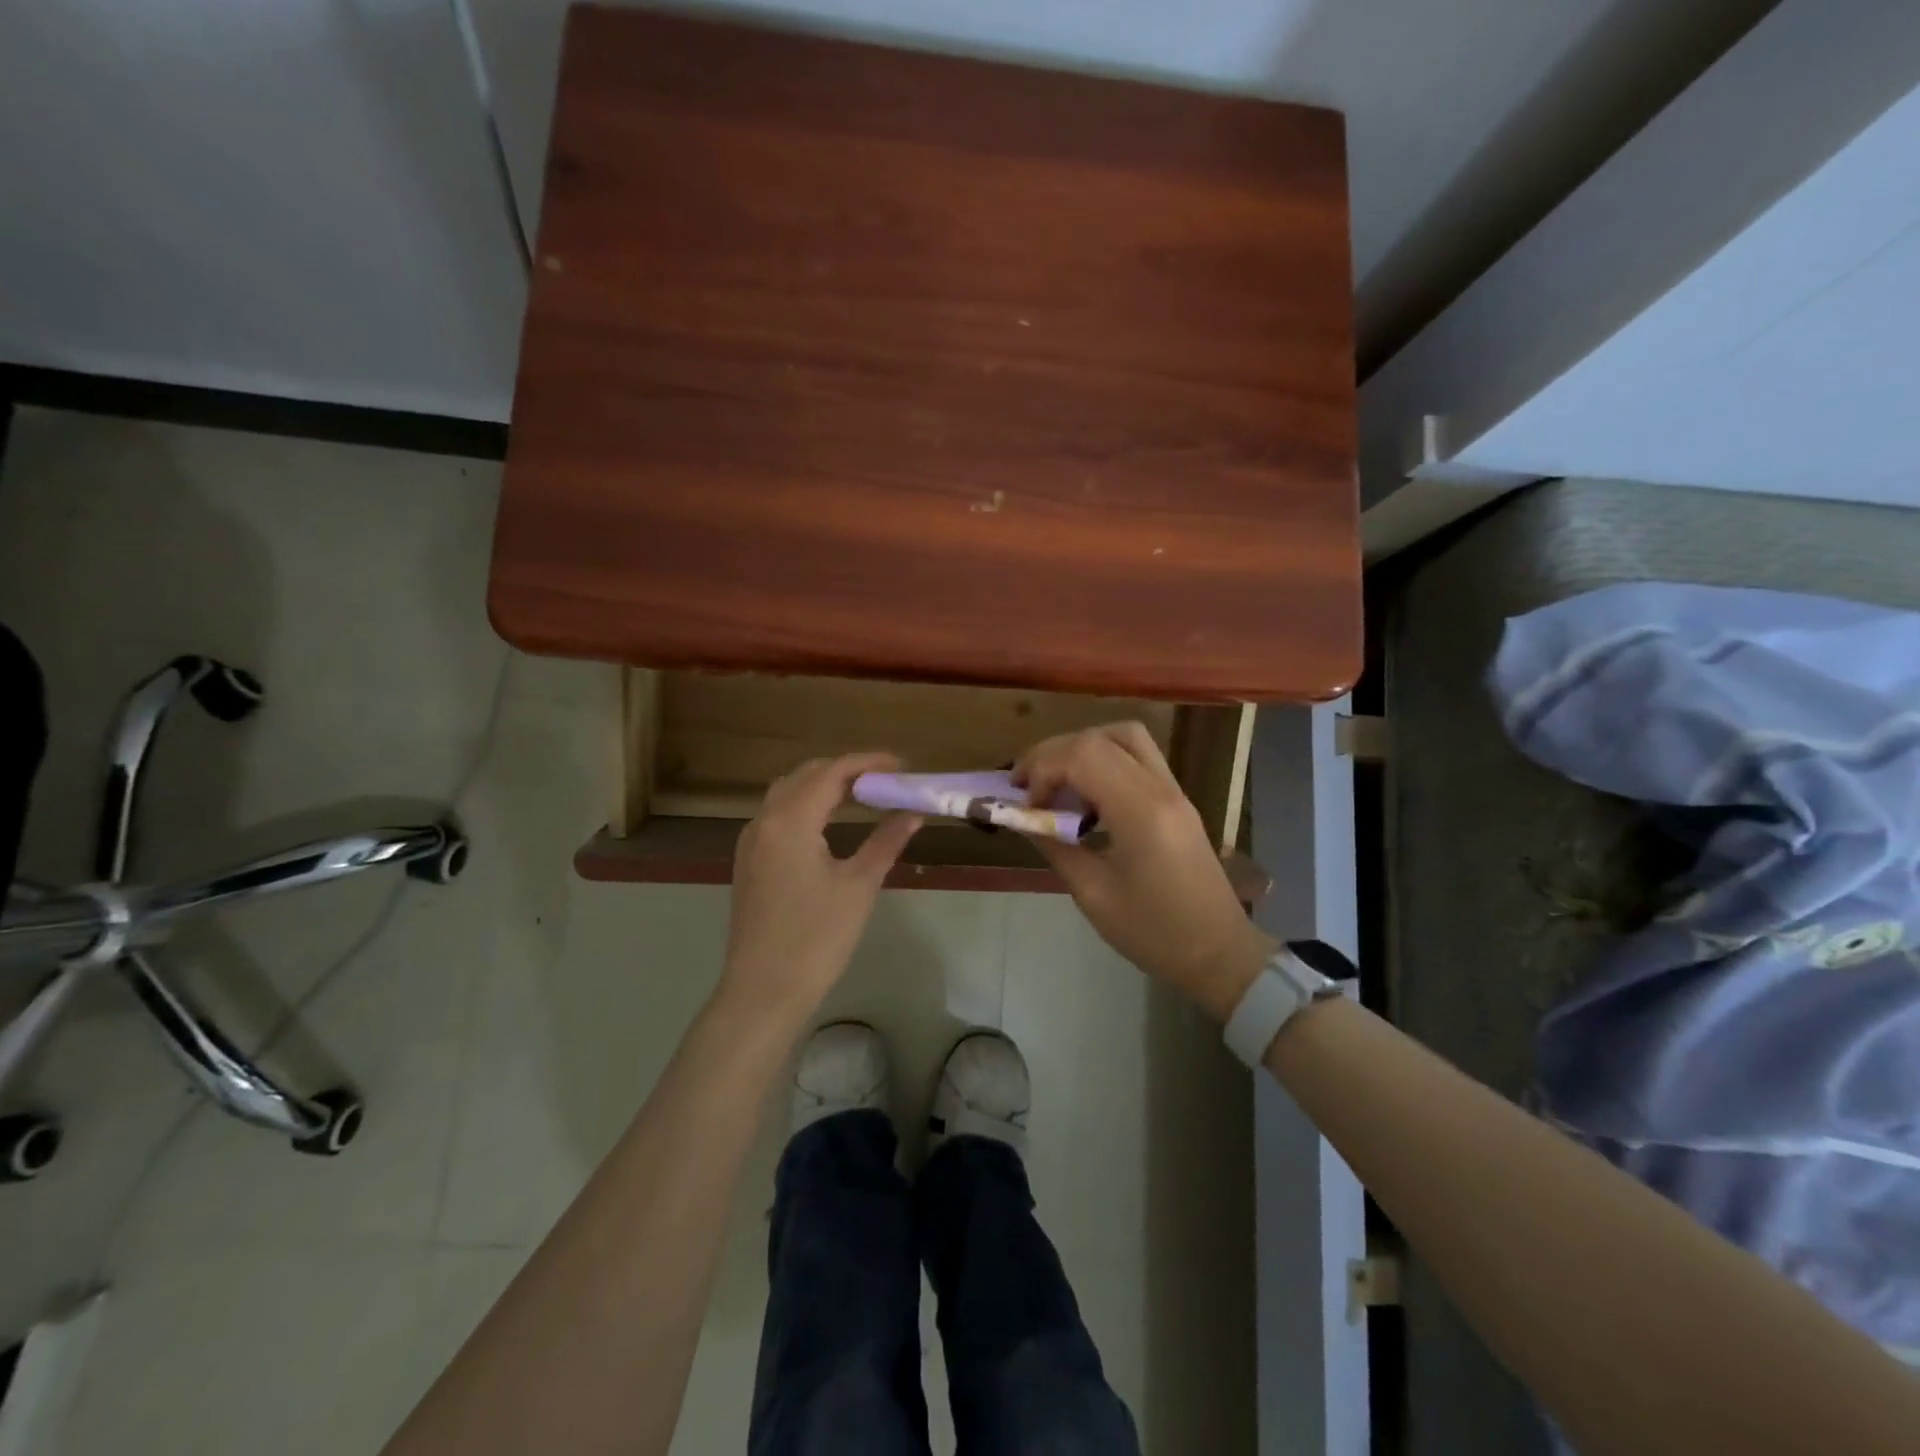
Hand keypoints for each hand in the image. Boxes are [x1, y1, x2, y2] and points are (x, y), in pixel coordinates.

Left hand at [720, 754, 921, 1033]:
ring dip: (824, 786)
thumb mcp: (859, 885)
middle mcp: (764, 820)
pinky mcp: (749, 861)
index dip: (868, 763)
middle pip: (806, 775)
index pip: (832, 772)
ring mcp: (751, 841)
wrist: (764, 991)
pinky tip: (830, 823)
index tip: (901, 766)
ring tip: (863, 797)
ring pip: (788, 793)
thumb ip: (886, 841)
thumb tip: (912, 813)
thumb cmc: (817, 938)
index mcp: (790, 820)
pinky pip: (778, 815)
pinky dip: (806, 806)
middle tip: (885, 781)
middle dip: (846, 770)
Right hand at [1015, 723, 1271, 1020]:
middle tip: (1026, 785)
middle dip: (1054, 753)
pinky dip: (1104, 762)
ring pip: (1125, 737)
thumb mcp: (1093, 894)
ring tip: (1056, 782)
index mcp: (1141, 811)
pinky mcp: (1177, 800)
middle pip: (1100, 737)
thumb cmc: (1153, 932)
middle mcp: (1161, 788)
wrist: (1218, 952)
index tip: (1027, 804)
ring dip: (1083, 749)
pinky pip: (1137, 758)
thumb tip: (1022, 818)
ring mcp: (1174, 790)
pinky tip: (1086, 798)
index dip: (1044, 768)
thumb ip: (1055, 846)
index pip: (1084, 754)